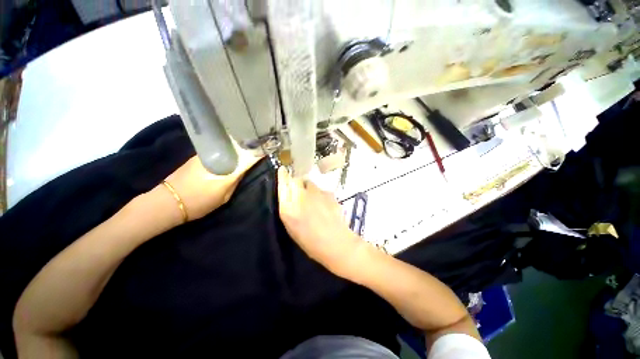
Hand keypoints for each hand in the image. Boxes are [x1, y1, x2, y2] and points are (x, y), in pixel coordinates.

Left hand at [161, 151, 261, 221]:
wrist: (168, 202)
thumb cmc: (199, 202)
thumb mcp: (223, 197)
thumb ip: (234, 182)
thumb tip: (242, 171)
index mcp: (225, 169)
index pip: (246, 159)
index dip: (256, 155)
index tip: (264, 151)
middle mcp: (216, 158)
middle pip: (236, 149)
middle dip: (246, 148)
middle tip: (254, 149)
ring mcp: (205, 155)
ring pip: (225, 149)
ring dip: (235, 149)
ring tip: (242, 151)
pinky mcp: (196, 156)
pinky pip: (216, 151)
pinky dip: (224, 152)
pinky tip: (227, 156)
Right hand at [277, 167, 363, 274]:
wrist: (336, 243)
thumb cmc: (310, 241)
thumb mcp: (292, 227)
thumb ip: (289, 207)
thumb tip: (290, 193)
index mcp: (289, 207)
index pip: (283, 184)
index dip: (283, 176)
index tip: (282, 170)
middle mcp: (302, 196)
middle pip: (296, 180)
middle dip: (297, 183)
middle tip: (300, 193)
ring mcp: (317, 193)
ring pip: (310, 183)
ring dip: (309, 189)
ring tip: (314, 201)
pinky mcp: (329, 193)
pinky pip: (321, 190)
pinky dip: (320, 195)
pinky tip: (324, 206)